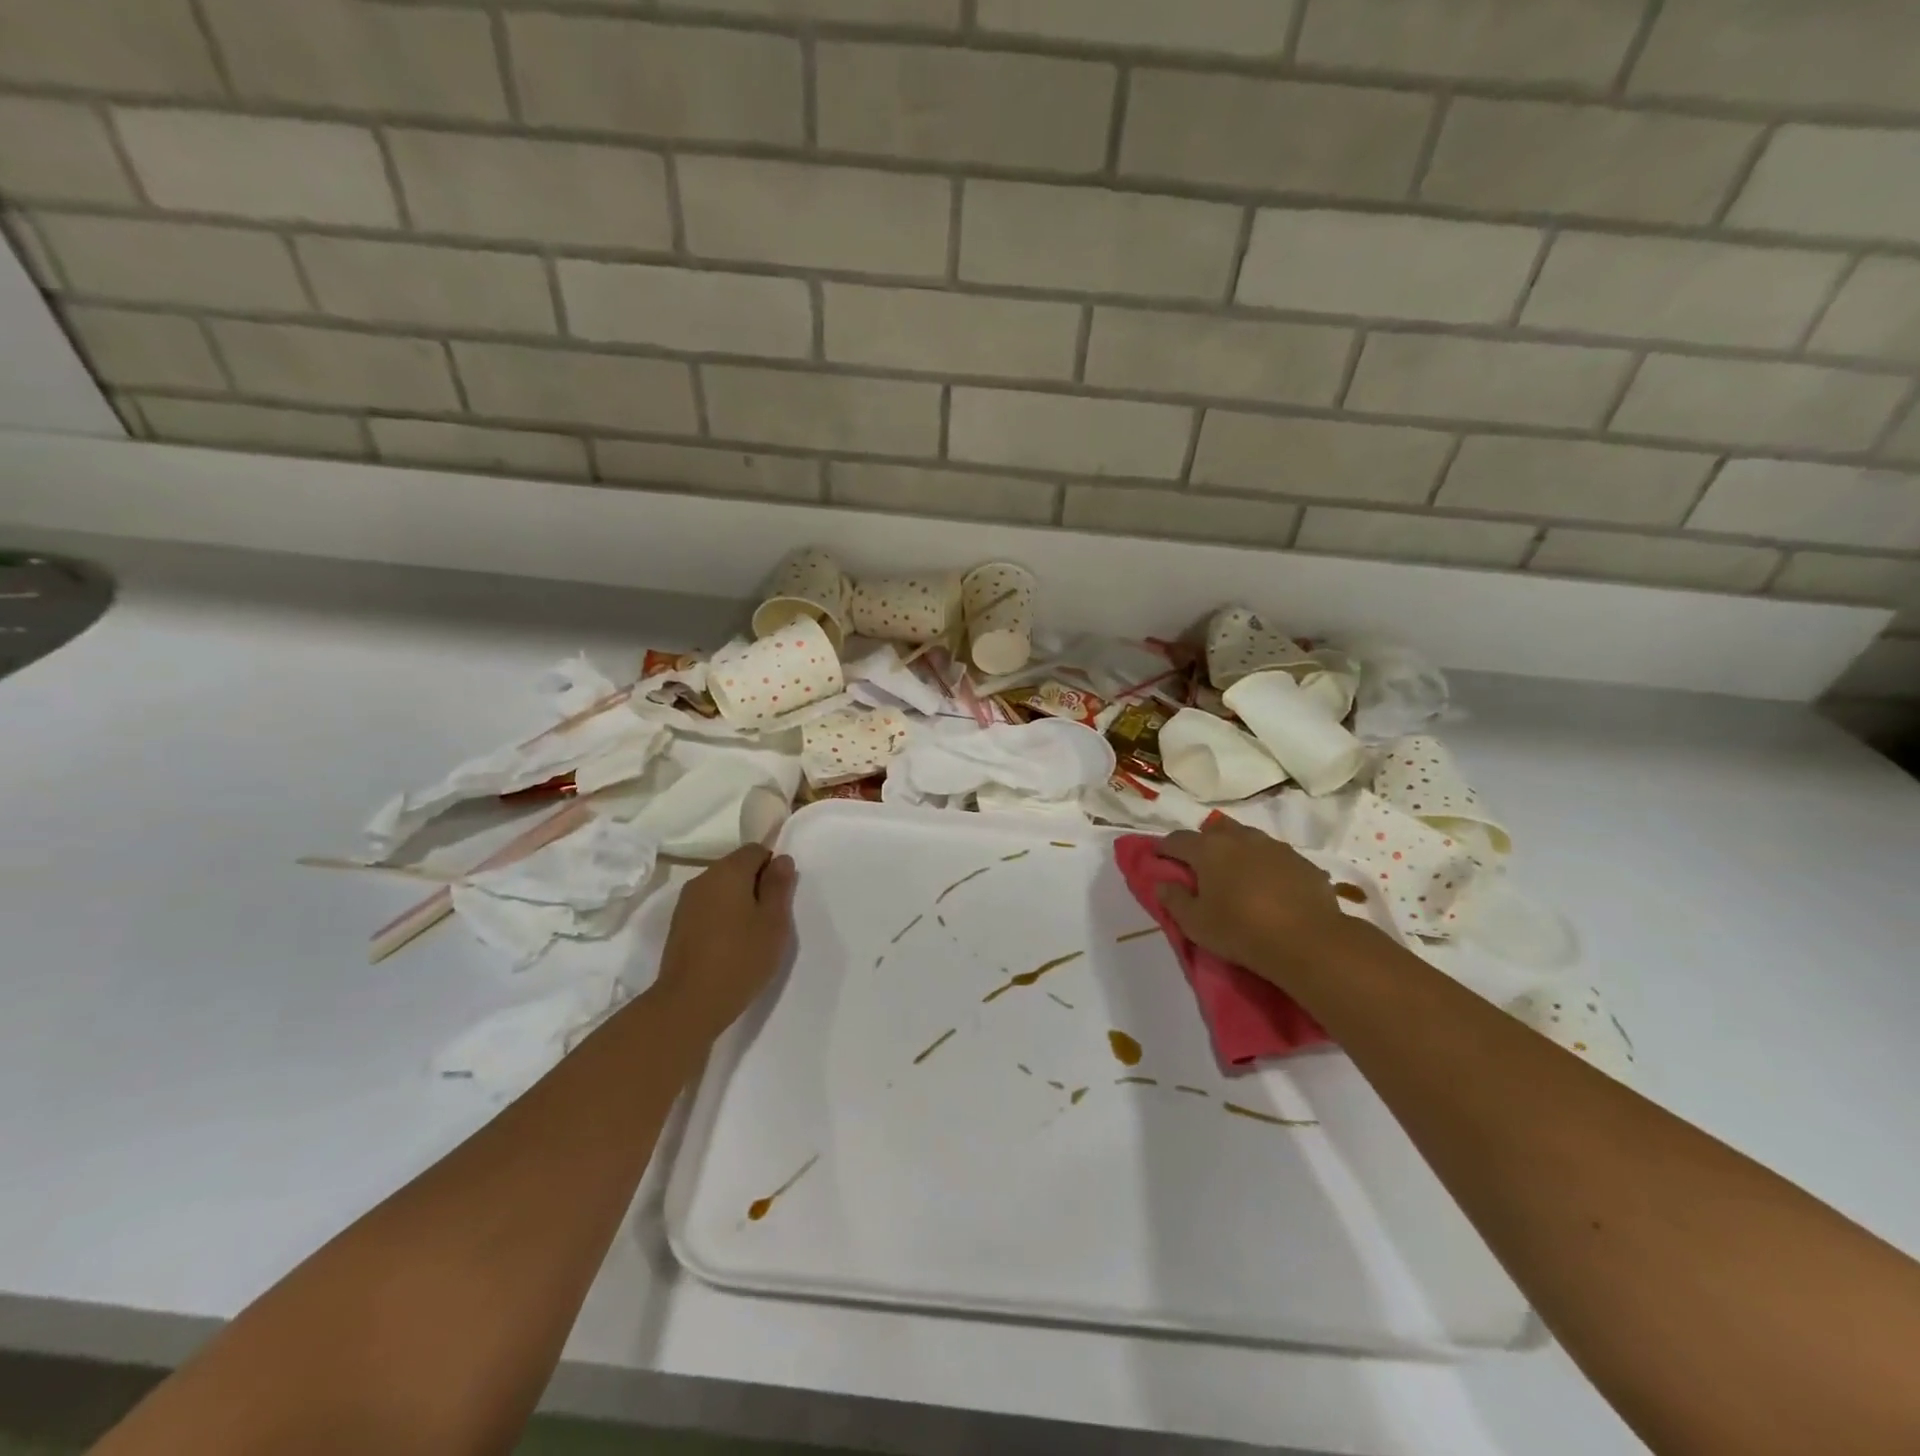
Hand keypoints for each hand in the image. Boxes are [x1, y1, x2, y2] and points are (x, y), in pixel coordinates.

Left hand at [654, 845, 796, 1038]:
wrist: (689, 1003)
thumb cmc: (741, 958)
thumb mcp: (774, 922)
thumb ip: (779, 886)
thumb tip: (781, 859)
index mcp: (729, 871)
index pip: (756, 850)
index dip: (773, 868)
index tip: (780, 898)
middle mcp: (703, 878)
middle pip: (736, 867)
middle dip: (756, 884)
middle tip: (770, 919)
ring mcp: (686, 902)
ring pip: (721, 888)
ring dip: (738, 902)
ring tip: (751, 935)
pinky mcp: (678, 924)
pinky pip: (708, 907)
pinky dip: (722, 917)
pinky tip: (729, 945)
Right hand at [1157, 818, 1361, 986]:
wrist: (1309, 941)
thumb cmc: (1241, 931)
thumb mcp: (1195, 924)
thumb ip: (1174, 900)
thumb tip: (1162, 884)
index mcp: (1209, 849)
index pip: (1177, 840)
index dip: (1164, 848)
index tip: (1158, 858)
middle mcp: (1240, 838)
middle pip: (1215, 830)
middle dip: (1203, 842)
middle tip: (1201, 866)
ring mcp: (1275, 847)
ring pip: (1248, 839)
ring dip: (1237, 851)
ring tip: (1237, 875)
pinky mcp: (1302, 862)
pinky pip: (1276, 857)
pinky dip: (1266, 867)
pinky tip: (1270, 889)